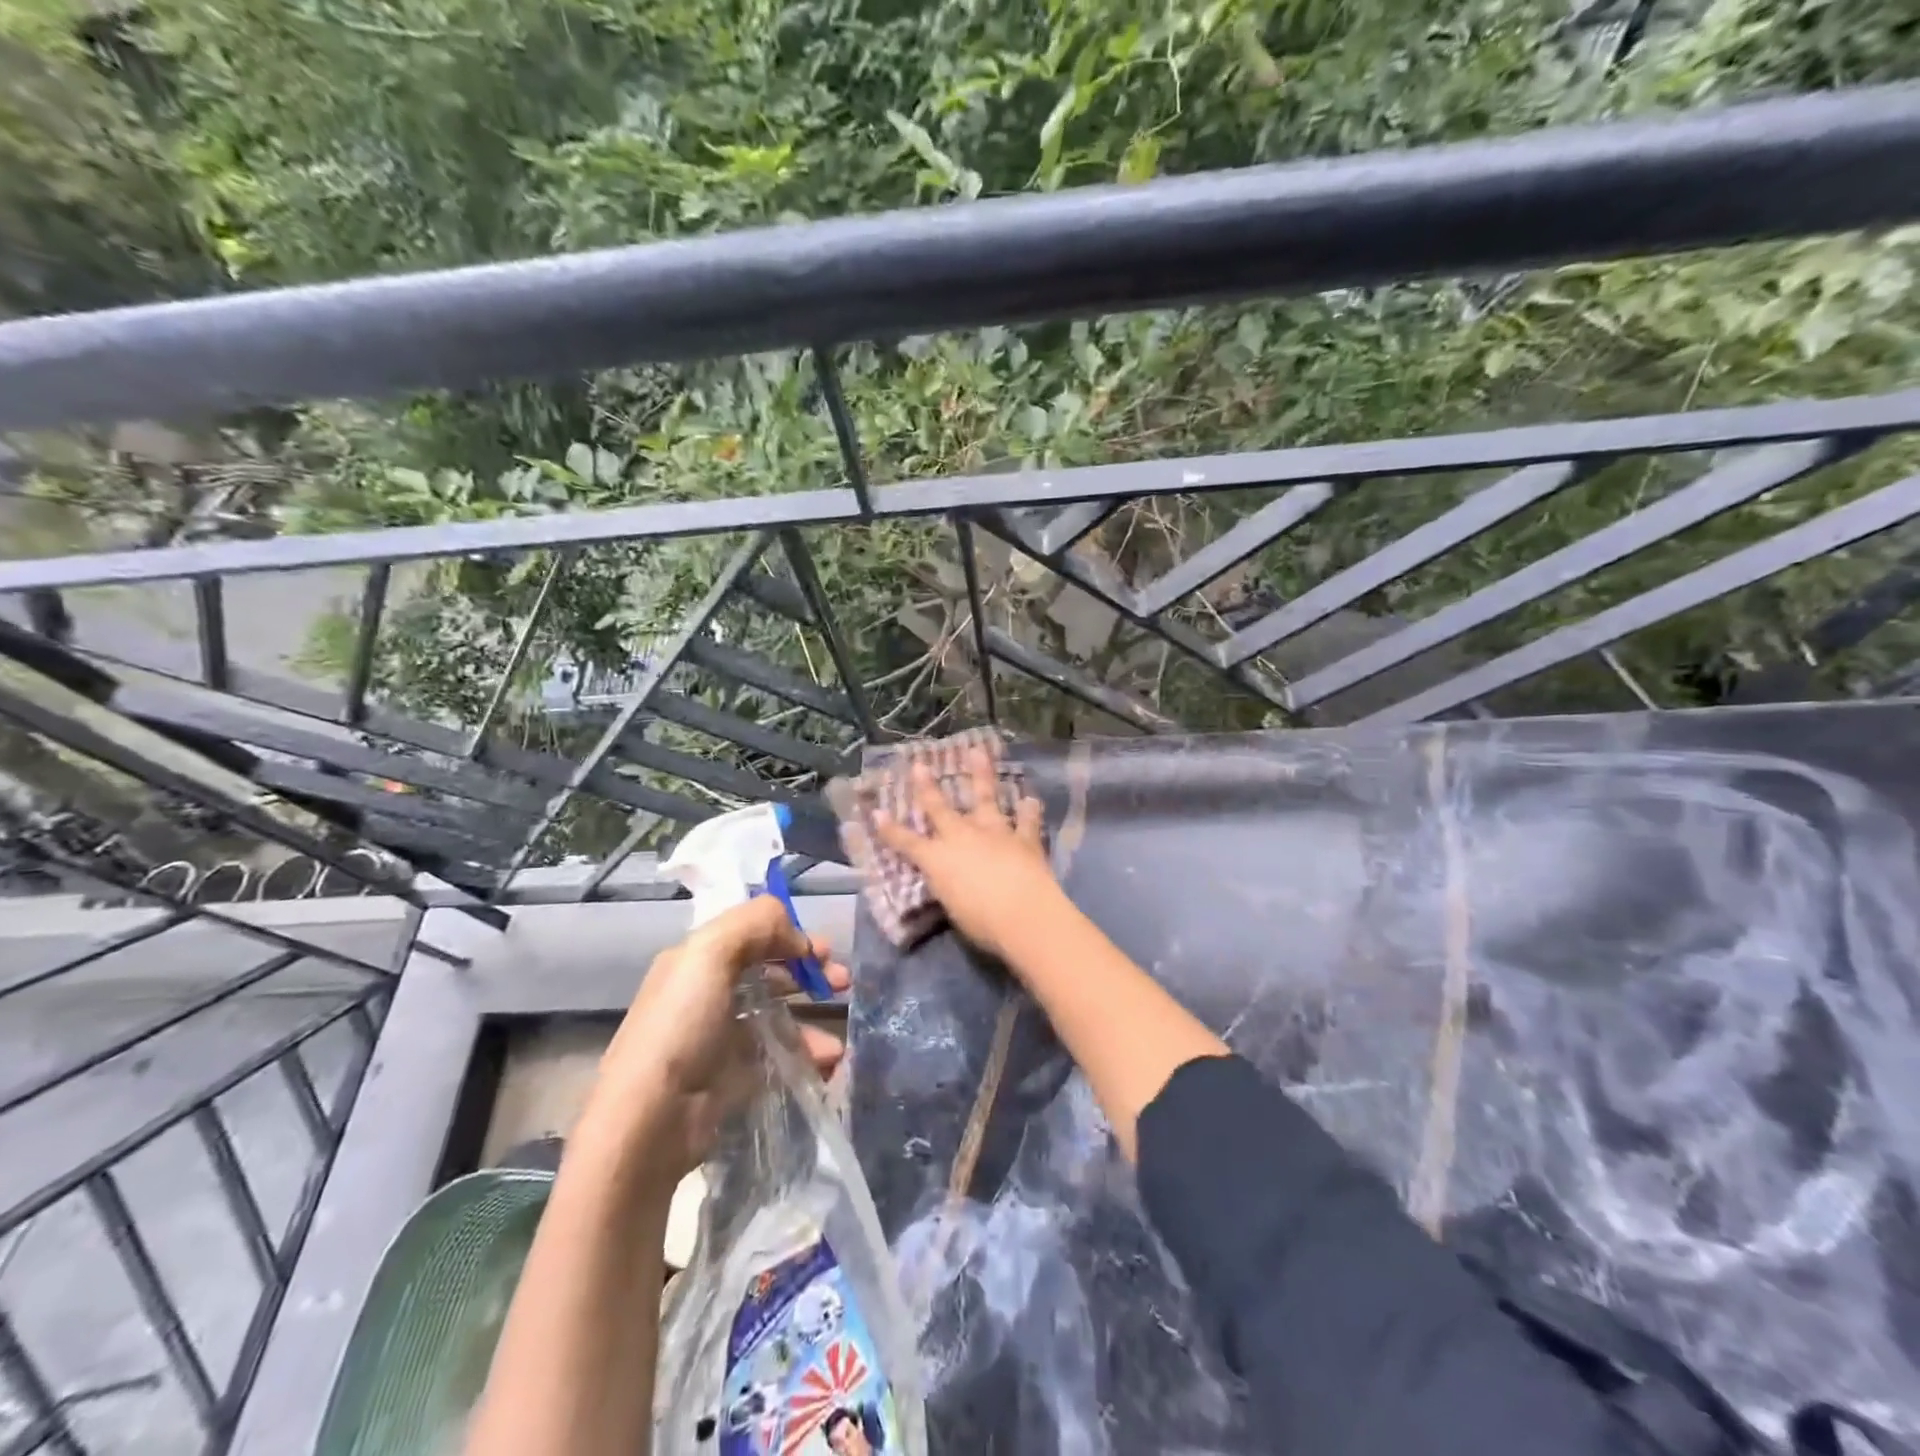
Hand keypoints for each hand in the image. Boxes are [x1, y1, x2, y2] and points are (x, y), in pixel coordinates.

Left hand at [575, 896, 848, 1185]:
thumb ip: (756, 924)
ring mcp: (721, 1037)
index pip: (751, 933)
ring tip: (836, 1043)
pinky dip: (806, 1057)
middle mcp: (708, 993)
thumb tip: (797, 936)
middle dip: (809, 972)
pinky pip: (779, 1057)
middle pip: (769, 971)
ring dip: (812, 1021)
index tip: (822, 950)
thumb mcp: (710, 953)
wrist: (650, 1120)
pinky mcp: (734, 1077)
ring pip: (778, 1016)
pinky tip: (826, 1064)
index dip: (789, 935)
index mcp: (697, 960)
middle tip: (842, 982)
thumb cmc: (681, 1026)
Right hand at [869, 748, 1062, 962]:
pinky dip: (1029, 811)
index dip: (890, 829)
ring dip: (982, 775)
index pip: (907, 843)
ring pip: (986, 798)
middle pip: (940, 809)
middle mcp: (963, 838)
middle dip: (927, 787)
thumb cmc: (981, 922)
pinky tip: (1031, 800)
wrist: (1023, 915)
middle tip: (919, 765)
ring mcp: (995, 833)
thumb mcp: (953, 907)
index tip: (877, 812)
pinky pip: (1027, 822)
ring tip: (979, 752)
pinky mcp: (1024, 839)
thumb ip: (950, 888)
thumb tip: (952, 881)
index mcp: (938, 860)